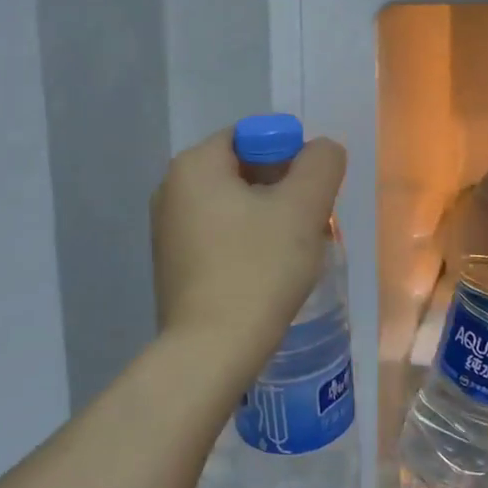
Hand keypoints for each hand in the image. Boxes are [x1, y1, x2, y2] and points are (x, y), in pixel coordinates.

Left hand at [151, 129, 347, 378]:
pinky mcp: (173, 265)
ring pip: (232, 207)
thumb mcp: (303, 208)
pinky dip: (245, 243)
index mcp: (194, 165)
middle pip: (241, 171)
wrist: (211, 350)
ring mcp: (167, 230)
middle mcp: (171, 189)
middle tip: (311, 222)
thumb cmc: (258, 269)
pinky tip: (266, 273)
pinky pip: (218, 236)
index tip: (311, 193)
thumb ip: (320, 164)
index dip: (289, 155)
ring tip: (294, 252)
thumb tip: (321, 150)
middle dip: (281, 190)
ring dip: (267, 219)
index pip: (250, 137)